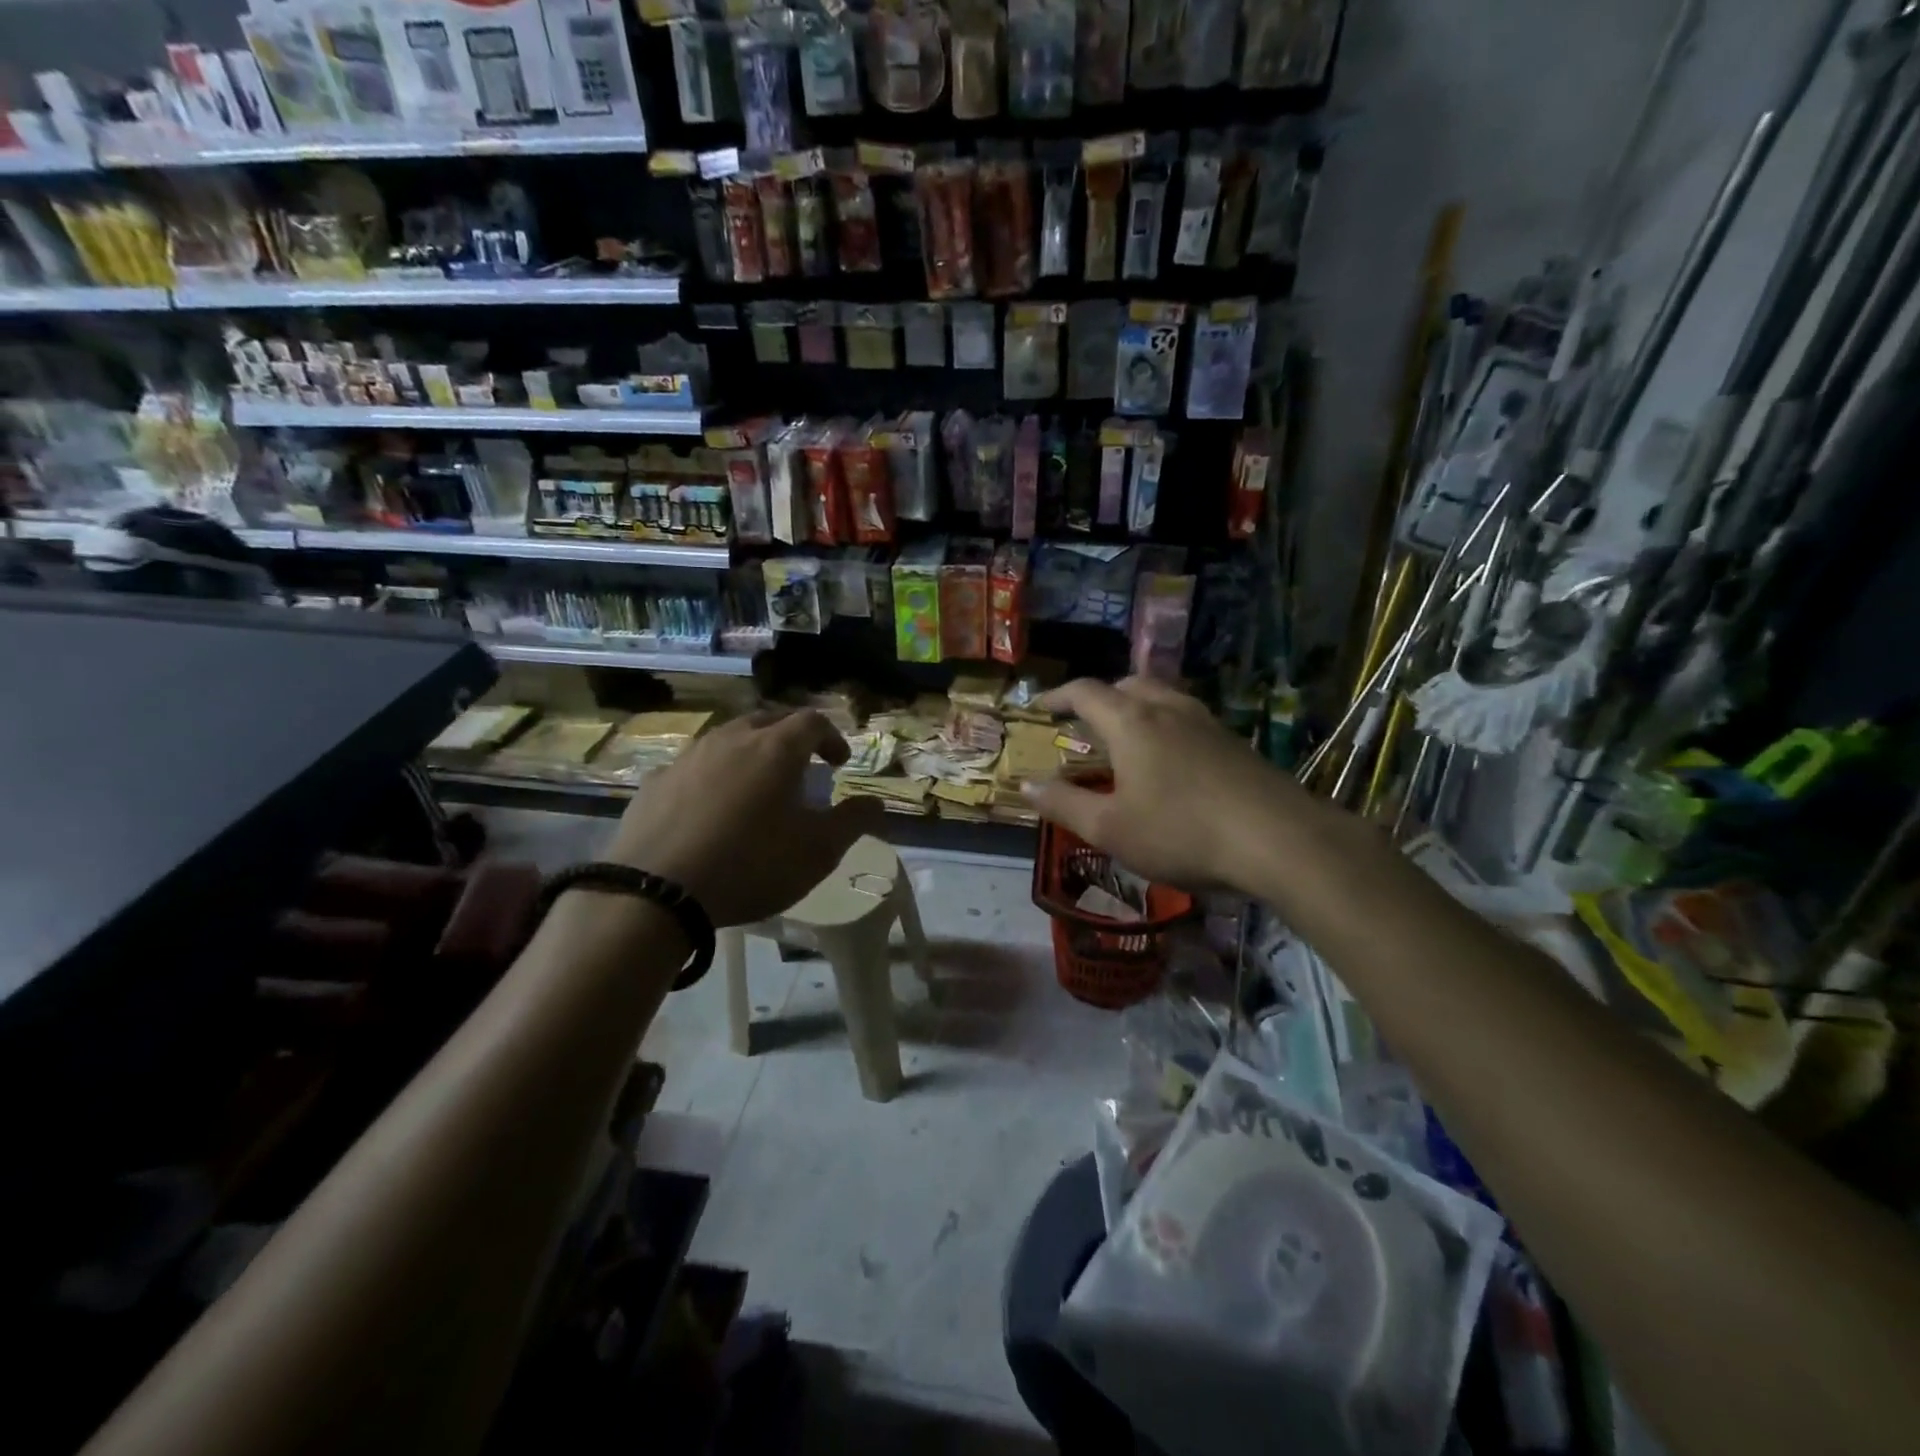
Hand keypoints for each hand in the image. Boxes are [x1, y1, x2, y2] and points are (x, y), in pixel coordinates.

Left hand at [606, 709, 885, 927]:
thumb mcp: (818, 851)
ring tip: (755, 786)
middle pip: (768, 721)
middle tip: (800, 767)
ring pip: (727, 739)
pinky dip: (712, 776)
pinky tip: (708, 809)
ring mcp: (688, 757)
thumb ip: (853, 821)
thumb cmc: (751, 866)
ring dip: (749, 753)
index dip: (831, 737)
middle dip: (790, 738)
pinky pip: (693, 766)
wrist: (655, 893)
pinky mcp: (655, 782)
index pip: (813, 721)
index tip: (838, 763)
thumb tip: (875, 803)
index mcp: (776, 749)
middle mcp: (731, 740)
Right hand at [1023, 677, 1311, 892]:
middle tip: (1084, 721)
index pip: (1085, 692)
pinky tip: (1171, 761)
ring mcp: (1207, 723)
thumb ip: (1064, 804)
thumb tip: (1026, 785)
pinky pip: (1187, 719)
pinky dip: (1164, 726)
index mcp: (1131, 723)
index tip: (1039, 707)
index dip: (1057, 696)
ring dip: (1136, 707)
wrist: (1279, 839)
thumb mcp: (1110, 828)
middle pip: (1128, 684)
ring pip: (1163, 697)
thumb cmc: (1181, 832)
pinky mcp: (1234, 743)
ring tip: (1126, 737)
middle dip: (1101, 697)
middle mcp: (1168, 710)